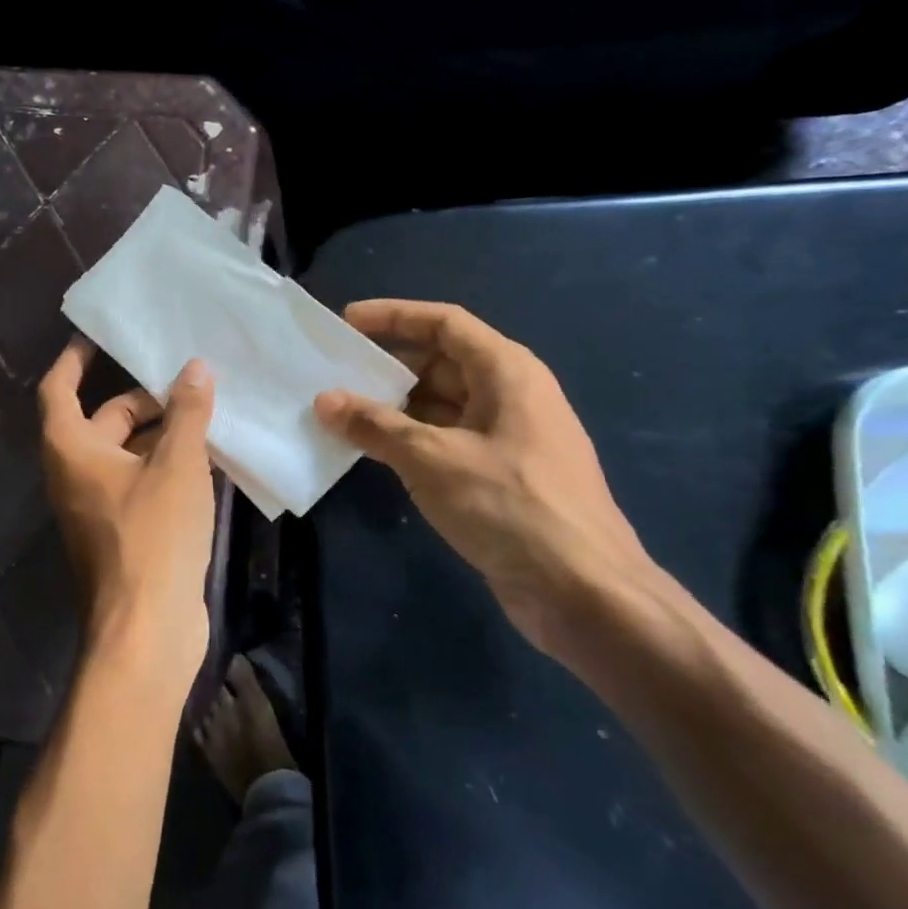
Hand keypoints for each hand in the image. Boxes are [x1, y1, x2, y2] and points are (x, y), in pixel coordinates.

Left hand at [39, 339, 217, 688]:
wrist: (146, 629)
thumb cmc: (153, 536)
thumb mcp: (176, 465)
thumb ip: (186, 413)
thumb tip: (195, 368)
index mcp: (71, 449)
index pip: (59, 388)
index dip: (74, 358)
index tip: (97, 336)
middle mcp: (75, 473)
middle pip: (103, 419)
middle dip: (144, 399)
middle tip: (188, 380)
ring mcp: (98, 506)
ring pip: (127, 453)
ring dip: (161, 433)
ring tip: (208, 413)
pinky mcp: (122, 532)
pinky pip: (140, 483)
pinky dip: (166, 466)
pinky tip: (210, 459)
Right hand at [315, 300, 681, 662]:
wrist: (582, 592)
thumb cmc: (510, 506)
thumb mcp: (433, 459)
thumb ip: (375, 425)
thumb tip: (325, 401)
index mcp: (506, 372)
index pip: (445, 324)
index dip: (394, 316)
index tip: (346, 322)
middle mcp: (509, 396)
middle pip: (441, 362)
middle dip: (387, 365)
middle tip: (333, 372)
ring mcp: (506, 438)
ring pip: (439, 405)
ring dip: (392, 407)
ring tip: (339, 411)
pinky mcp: (498, 476)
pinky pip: (443, 441)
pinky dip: (407, 440)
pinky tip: (369, 450)